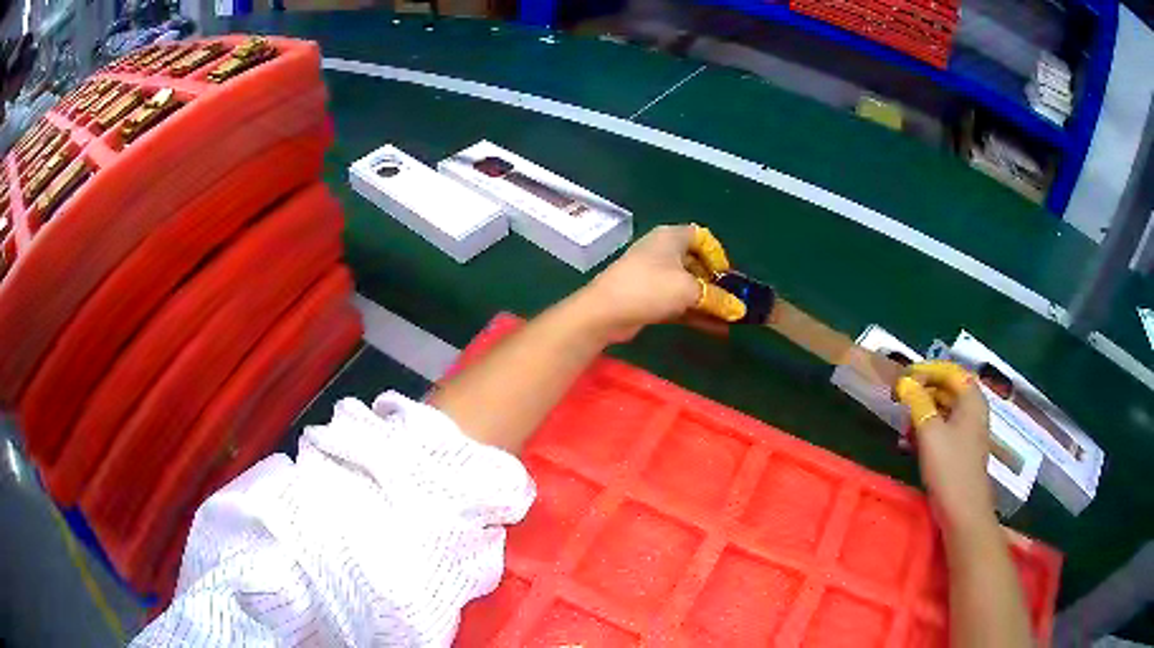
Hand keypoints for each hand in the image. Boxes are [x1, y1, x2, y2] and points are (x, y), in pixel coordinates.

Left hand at [578, 224, 746, 340]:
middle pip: (696, 262)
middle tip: (731, 301)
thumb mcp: (689, 291)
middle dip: (715, 282)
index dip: (718, 254)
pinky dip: (694, 312)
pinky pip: (677, 301)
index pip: (701, 236)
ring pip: (687, 285)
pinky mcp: (647, 297)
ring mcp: (653, 275)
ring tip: (729, 319)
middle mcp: (662, 251)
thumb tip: (739, 309)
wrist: (605, 311)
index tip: (728, 276)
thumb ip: (718, 298)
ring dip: (707, 301)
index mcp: (671, 237)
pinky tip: (714, 328)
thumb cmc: (650, 288)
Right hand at [895, 361, 996, 531]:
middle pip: (948, 389)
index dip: (927, 370)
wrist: (962, 512)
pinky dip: (927, 431)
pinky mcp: (961, 450)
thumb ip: (918, 402)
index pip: (950, 371)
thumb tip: (905, 382)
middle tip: (900, 400)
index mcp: (972, 400)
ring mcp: (968, 432)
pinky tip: (909, 443)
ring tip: (903, 426)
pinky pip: (943, 430)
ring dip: (922, 414)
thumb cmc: (949, 468)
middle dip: (923, 392)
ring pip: (944, 411)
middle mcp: (973, 411)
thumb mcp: (930, 432)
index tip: (905, 378)